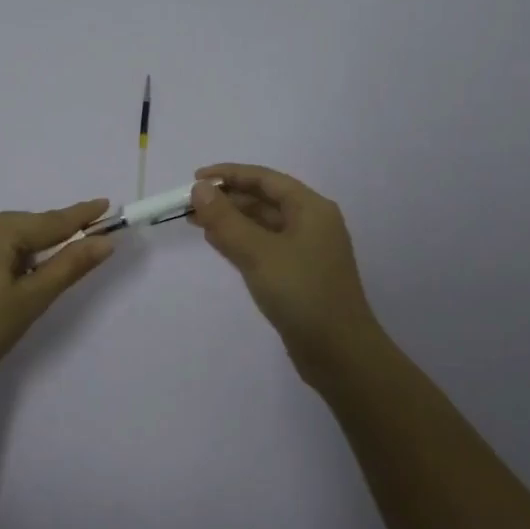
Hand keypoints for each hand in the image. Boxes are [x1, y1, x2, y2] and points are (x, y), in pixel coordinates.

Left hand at [0, 199, 116, 390]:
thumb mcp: (31, 300)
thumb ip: (69, 266)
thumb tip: (104, 241)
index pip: (49, 221)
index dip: (80, 215)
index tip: (105, 203)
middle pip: (22, 226)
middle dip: (48, 237)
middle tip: (73, 250)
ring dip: (19, 249)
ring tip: (30, 279)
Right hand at [188, 164, 383, 376]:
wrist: (339, 353)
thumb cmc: (302, 294)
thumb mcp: (259, 253)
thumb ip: (226, 219)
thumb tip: (200, 189)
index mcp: (311, 208)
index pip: (265, 179)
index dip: (229, 175)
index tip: (194, 179)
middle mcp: (311, 223)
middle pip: (264, 199)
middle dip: (227, 199)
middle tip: (189, 206)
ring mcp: (306, 250)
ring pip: (263, 224)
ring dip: (231, 221)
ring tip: (196, 223)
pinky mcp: (299, 275)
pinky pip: (265, 247)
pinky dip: (241, 241)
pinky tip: (219, 244)